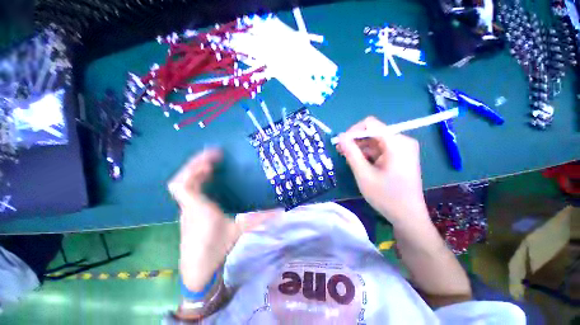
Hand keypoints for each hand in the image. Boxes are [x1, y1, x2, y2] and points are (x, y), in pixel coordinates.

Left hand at [168, 149, 278, 290]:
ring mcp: (186, 208)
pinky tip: (208, 178)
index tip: (213, 157)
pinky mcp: (188, 210)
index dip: (195, 167)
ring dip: (195, 170)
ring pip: (182, 184)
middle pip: (182, 179)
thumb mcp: (240, 231)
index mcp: (200, 209)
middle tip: (213, 155)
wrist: (197, 269)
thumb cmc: (217, 248)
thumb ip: (259, 218)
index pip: (185, 185)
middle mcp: (189, 206)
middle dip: (195, 163)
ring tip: (211, 163)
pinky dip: (196, 179)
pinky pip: (187, 189)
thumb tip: (280, 210)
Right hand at [337, 117, 428, 225]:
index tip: (342, 144)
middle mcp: (402, 141)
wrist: (407, 216)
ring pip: (374, 141)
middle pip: (372, 132)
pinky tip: (358, 163)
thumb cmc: (386, 196)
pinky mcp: (399, 156)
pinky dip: (367, 154)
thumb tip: (340, 136)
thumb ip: (351, 153)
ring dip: (359, 148)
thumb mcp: (364, 174)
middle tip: (341, 152)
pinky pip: (379, 149)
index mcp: (397, 143)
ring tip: (347, 159)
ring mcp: (402, 149)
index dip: (353, 131)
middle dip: (355, 141)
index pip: (370, 124)